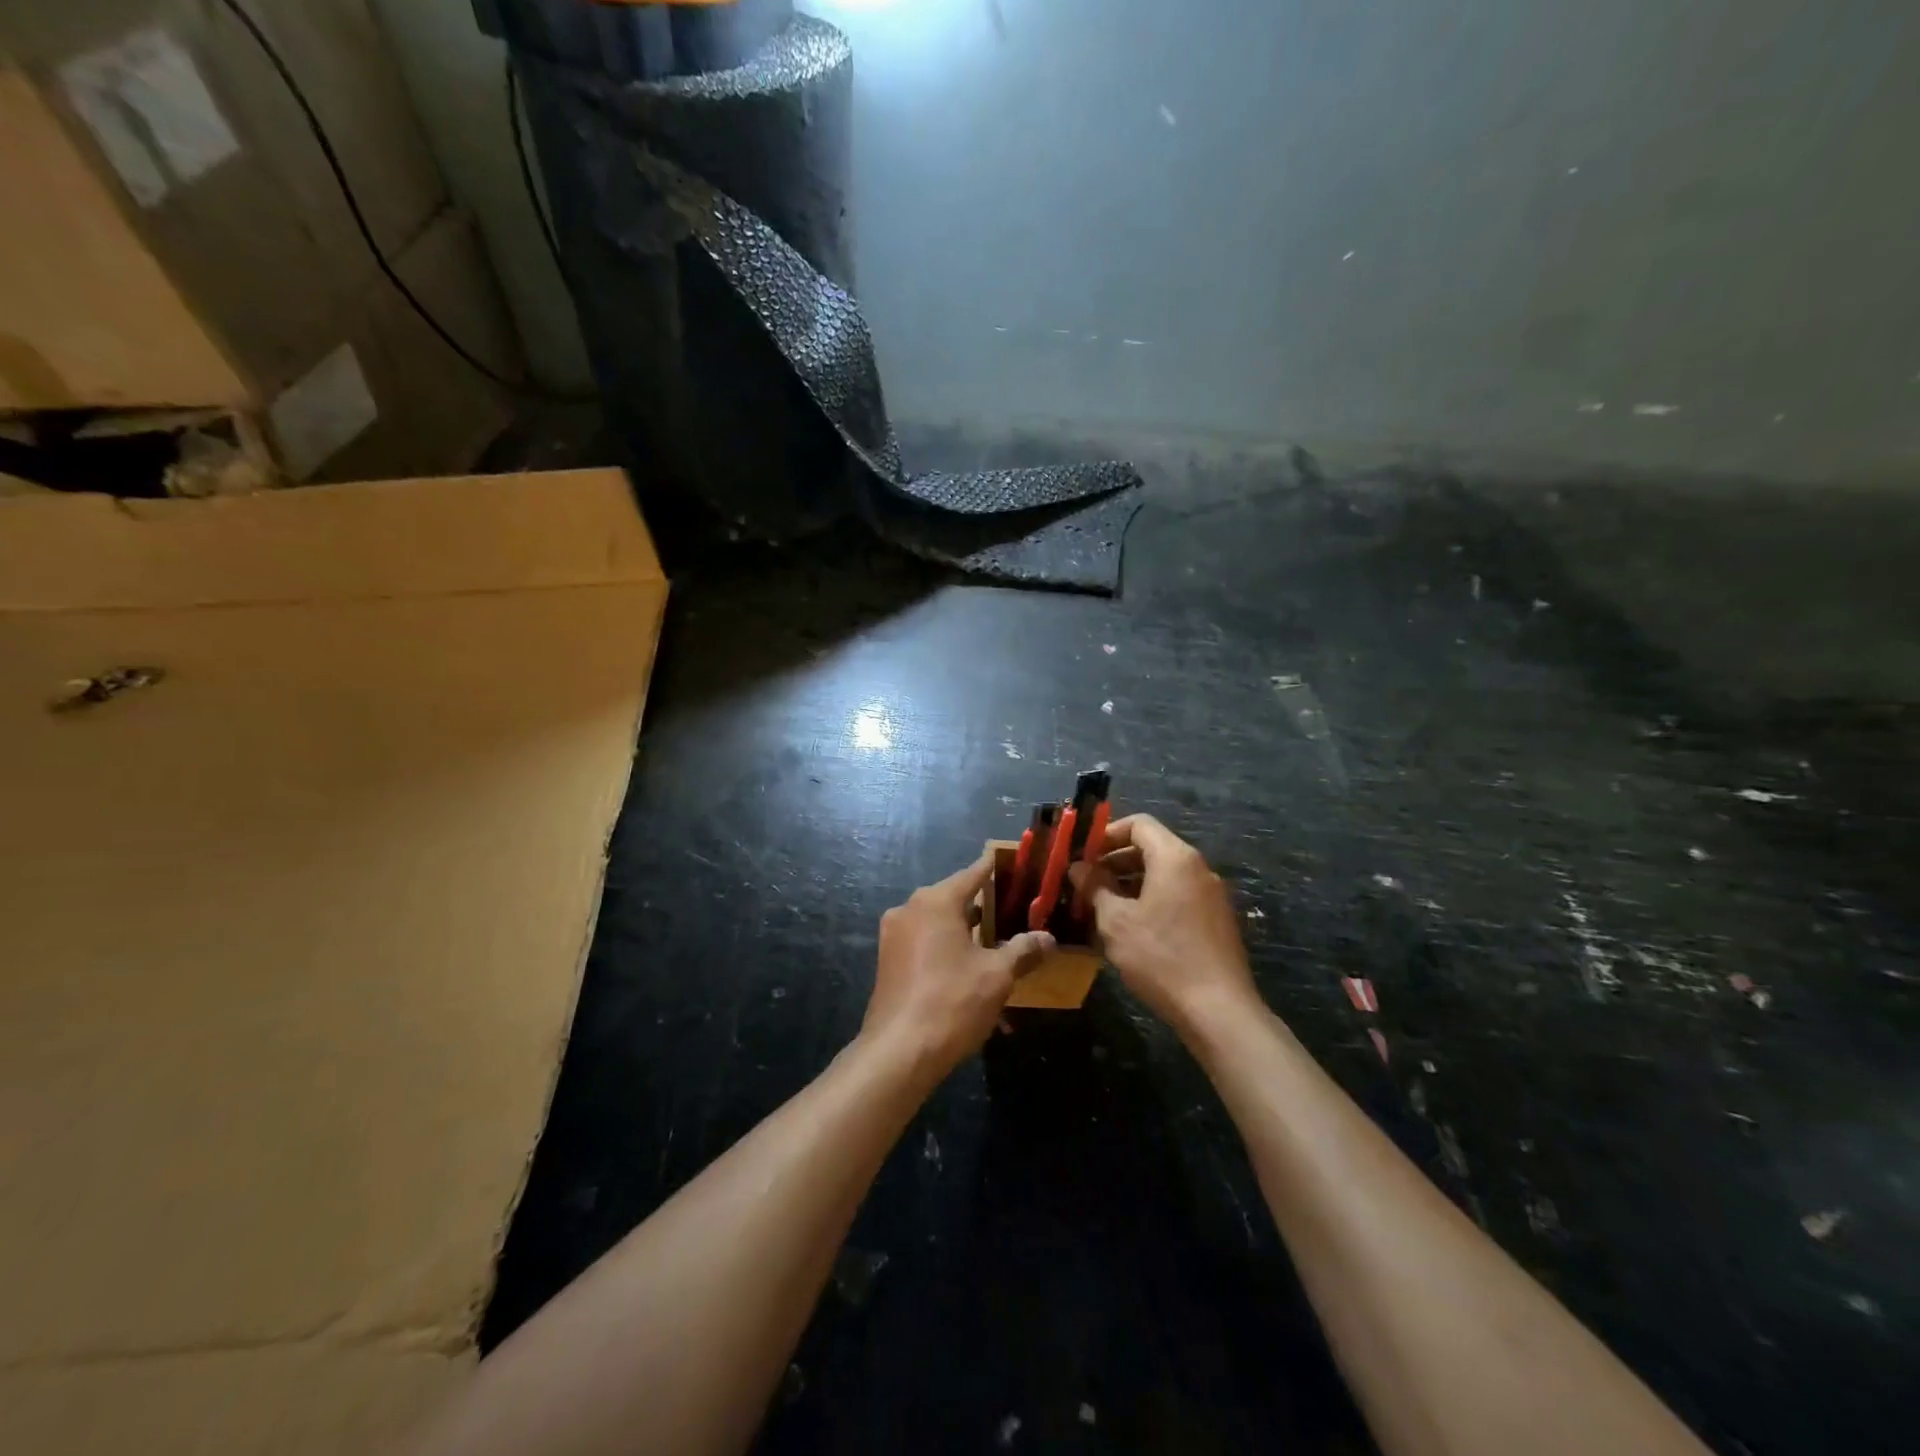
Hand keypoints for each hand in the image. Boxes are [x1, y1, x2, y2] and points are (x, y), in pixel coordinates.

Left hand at [861, 857, 1054, 1081]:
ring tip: (993, 939)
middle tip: (1011, 906)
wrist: (898, 1052)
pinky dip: (946, 947)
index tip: (1009, 861)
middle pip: (952, 897)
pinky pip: (923, 943)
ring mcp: (893, 936)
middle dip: (981, 903)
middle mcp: (909, 909)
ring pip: (936, 922)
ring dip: (963, 929)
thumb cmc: (952, 1002)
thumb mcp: (996, 976)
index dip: (993, 868)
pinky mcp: (888, 961)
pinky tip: (967, 966)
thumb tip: (1048, 938)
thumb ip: (1023, 951)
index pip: (972, 874)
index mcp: (935, 902)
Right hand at [1070, 814, 1258, 1034]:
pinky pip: (1178, 895)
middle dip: (1116, 860)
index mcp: (1175, 858)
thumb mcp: (1116, 921)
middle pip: (1152, 847)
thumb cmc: (1161, 957)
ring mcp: (1211, 894)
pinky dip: (1152, 899)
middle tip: (1086, 883)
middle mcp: (1198, 868)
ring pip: (1164, 874)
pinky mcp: (1216, 920)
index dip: (1107, 834)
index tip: (1083, 855)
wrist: (1218, 1010)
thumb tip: (1079, 867)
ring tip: (1102, 906)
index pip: (1139, 824)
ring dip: (1131, 882)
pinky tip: (1132, 928)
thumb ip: (1095, 887)